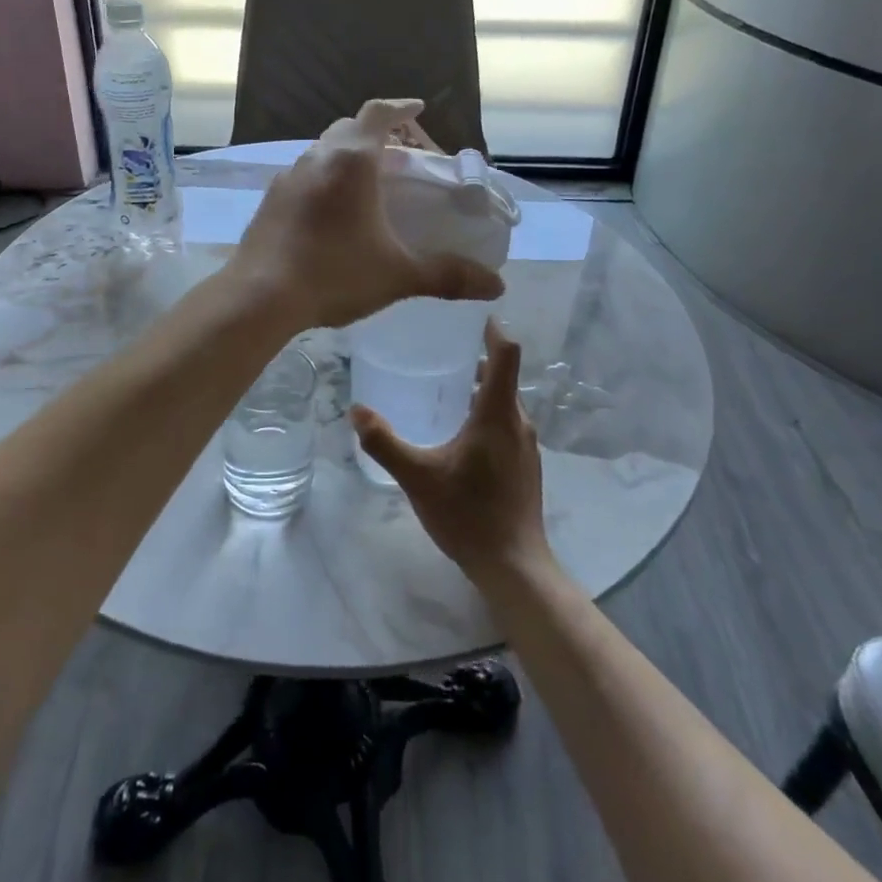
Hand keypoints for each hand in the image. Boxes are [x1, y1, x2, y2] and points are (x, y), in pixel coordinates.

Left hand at [224, 99, 503, 331]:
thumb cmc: (334, 274)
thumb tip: (497, 285)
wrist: (259, 297)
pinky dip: (326, 179)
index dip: (401, 108)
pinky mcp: (270, 200)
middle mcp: (317, 158)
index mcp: (352, 161)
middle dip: (377, 134)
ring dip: (349, 157)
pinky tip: (333, 213)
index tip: (418, 108)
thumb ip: (448, 275)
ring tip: (370, 186)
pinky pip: (305, 175)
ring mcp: (288, 177)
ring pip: (323, 152)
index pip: (378, 114)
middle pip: (349, 128)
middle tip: (401, 159)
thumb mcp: (398, 274)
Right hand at [350, 320, 552, 587]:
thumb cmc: (468, 514)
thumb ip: (385, 442)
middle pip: (503, 375)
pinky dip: (485, 412)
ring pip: (503, 401)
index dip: (492, 328)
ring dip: (479, 388)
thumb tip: (356, 410)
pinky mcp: (525, 465)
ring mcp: (526, 445)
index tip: (470, 314)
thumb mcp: (417, 477)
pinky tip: (457, 432)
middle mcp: (518, 421)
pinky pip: (506, 423)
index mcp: (497, 413)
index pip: (506, 353)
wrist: (514, 566)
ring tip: (443, 388)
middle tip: (438, 349)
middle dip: (475, 358)